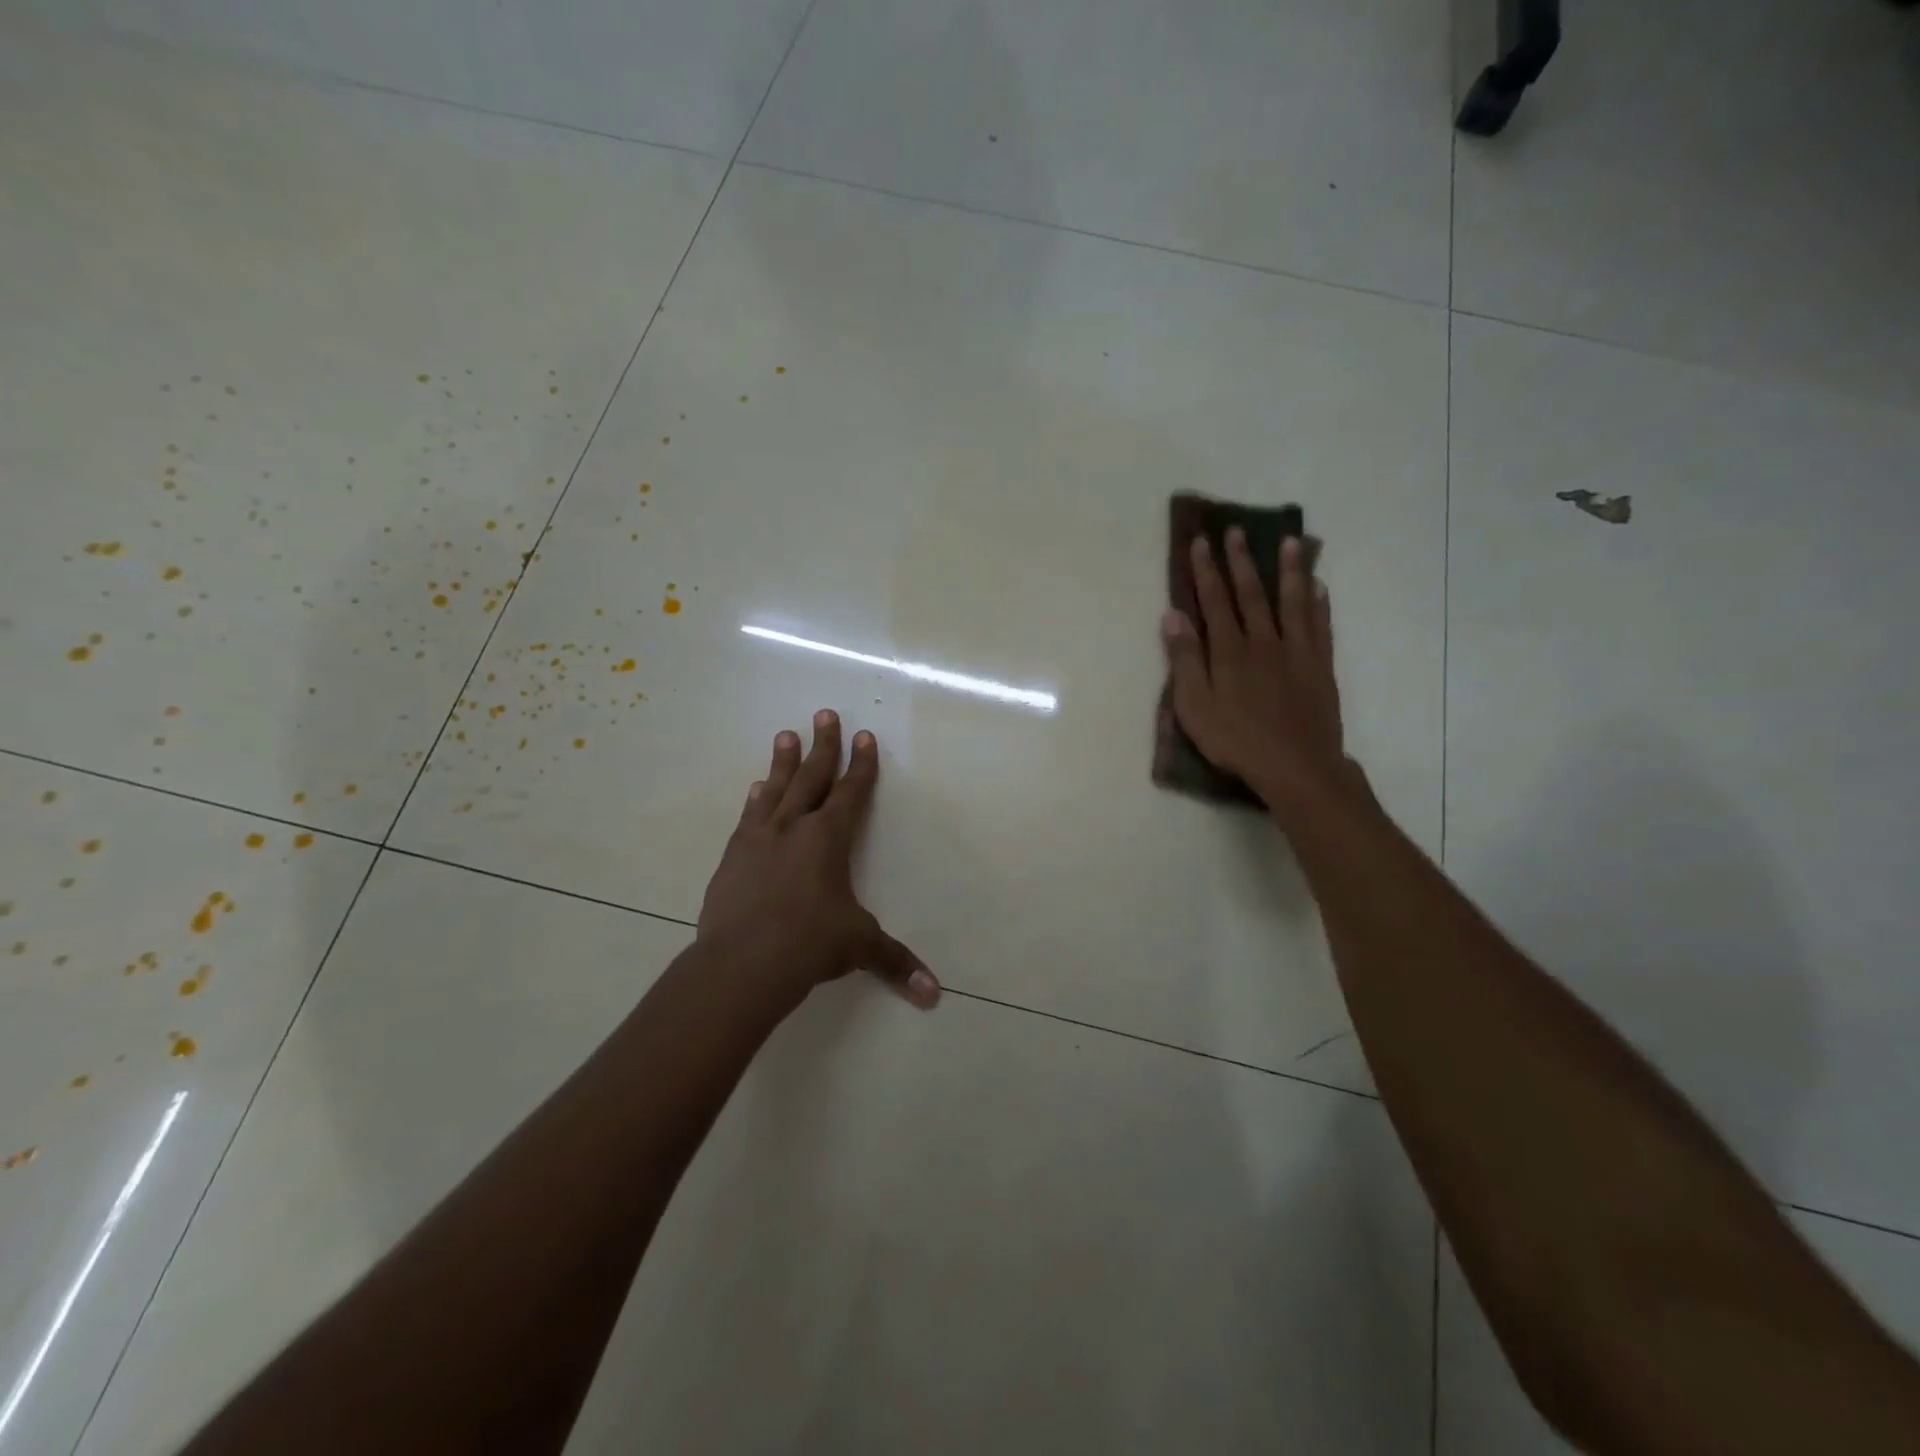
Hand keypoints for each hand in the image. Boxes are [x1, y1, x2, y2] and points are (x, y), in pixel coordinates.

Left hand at [698, 710, 939, 1010]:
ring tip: (785, 735)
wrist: (741, 963)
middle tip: (823, 713)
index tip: (863, 736)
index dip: (861, 764)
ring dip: (783, 762)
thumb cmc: (809, 945)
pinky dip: (755, 801)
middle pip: (811, 777)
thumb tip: (933, 995)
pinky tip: (754, 790)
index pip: (850, 792)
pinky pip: (747, 818)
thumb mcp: (858, 948)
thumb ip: (895, 963)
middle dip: (822, 746)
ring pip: (775, 790)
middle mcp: (793, 828)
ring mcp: (758, 840)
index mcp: (828, 839)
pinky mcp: (732, 858)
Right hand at [1162, 528, 1353, 816]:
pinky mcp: (1320, 666)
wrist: (1296, 766)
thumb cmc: (1236, 740)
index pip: (1214, 602)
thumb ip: (1184, 660)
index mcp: (1229, 651)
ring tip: (1291, 541)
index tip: (1202, 542)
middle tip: (1237, 531)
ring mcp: (1296, 652)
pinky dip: (1319, 603)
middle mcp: (1263, 641)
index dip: (1206, 571)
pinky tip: (1319, 586)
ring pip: (1293, 601)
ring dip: (1290, 570)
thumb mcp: (1194, 706)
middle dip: (1241, 561)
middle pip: (1252, 593)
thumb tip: (1172, 615)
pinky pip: (1320, 626)